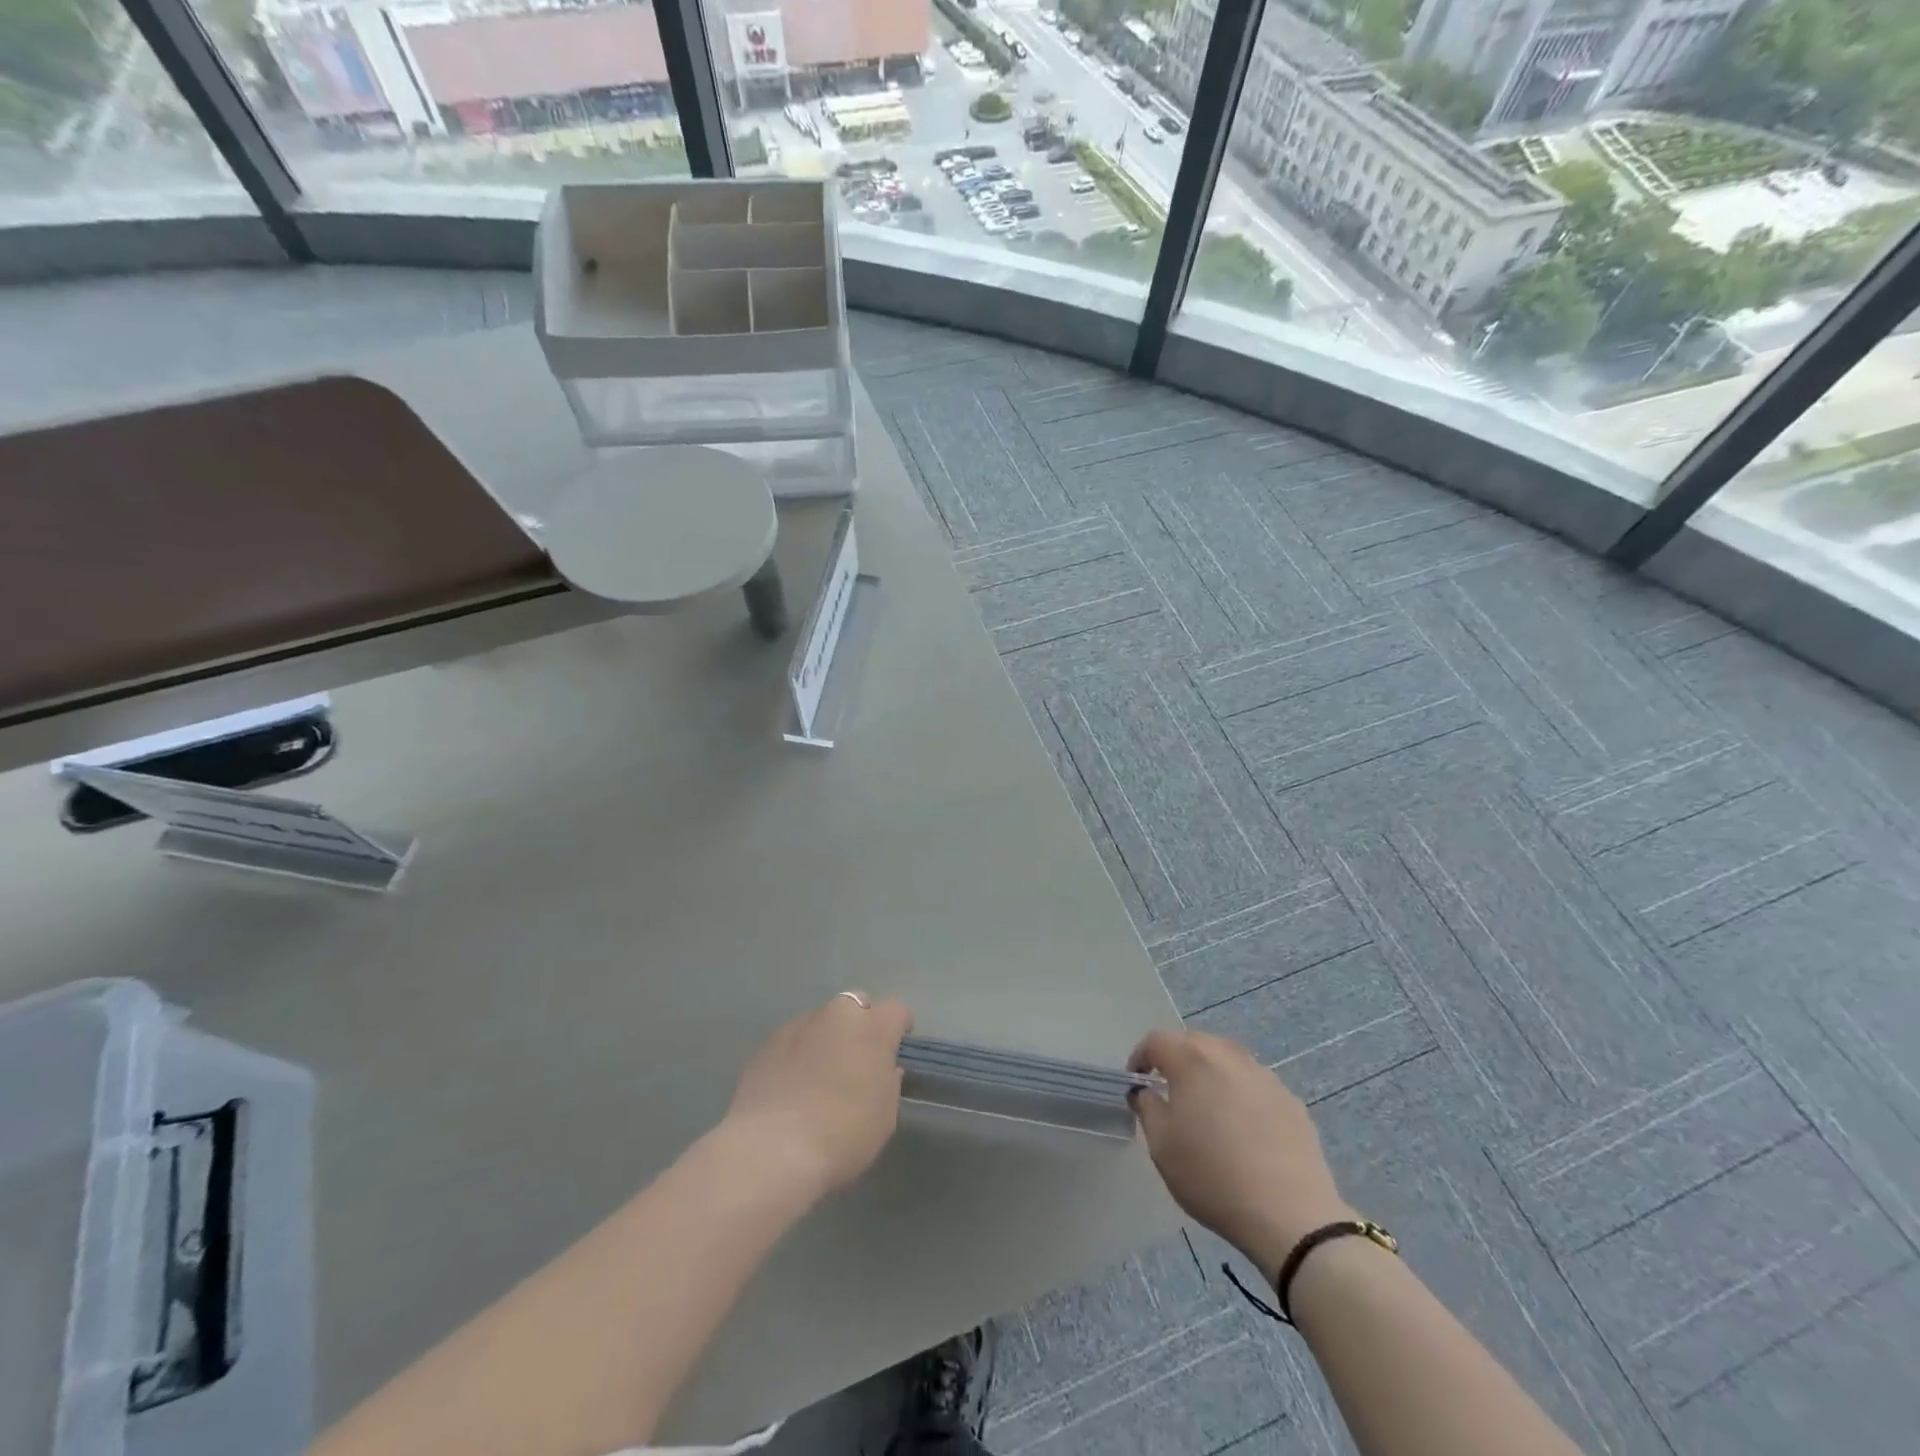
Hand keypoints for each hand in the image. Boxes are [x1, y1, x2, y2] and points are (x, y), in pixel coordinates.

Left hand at [724, 992, 911, 1201]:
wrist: (771, 1151)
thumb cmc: (843, 1134)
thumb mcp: (884, 1117)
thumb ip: (888, 1084)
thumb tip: (884, 1069)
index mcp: (872, 1027)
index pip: (896, 1009)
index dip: (899, 1025)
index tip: (897, 1046)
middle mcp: (836, 1015)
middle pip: (855, 1004)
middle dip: (860, 1023)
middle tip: (857, 1058)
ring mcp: (798, 1025)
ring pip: (821, 1021)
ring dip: (826, 1038)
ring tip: (819, 1076)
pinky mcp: (766, 1044)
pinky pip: (792, 1040)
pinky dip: (797, 1054)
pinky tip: (791, 1087)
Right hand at [1128, 1029, 1353, 1275]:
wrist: (1290, 1216)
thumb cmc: (1212, 1177)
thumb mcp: (1161, 1146)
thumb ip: (1147, 1107)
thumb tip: (1145, 1091)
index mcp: (1192, 1060)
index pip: (1157, 1040)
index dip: (1140, 1057)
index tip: (1136, 1082)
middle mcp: (1229, 1056)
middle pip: (1195, 1042)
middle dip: (1176, 1059)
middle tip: (1168, 1090)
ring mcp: (1264, 1076)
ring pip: (1227, 1060)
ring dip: (1210, 1073)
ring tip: (1207, 1107)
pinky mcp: (1291, 1100)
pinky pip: (1254, 1084)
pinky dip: (1240, 1093)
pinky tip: (1242, 1128)